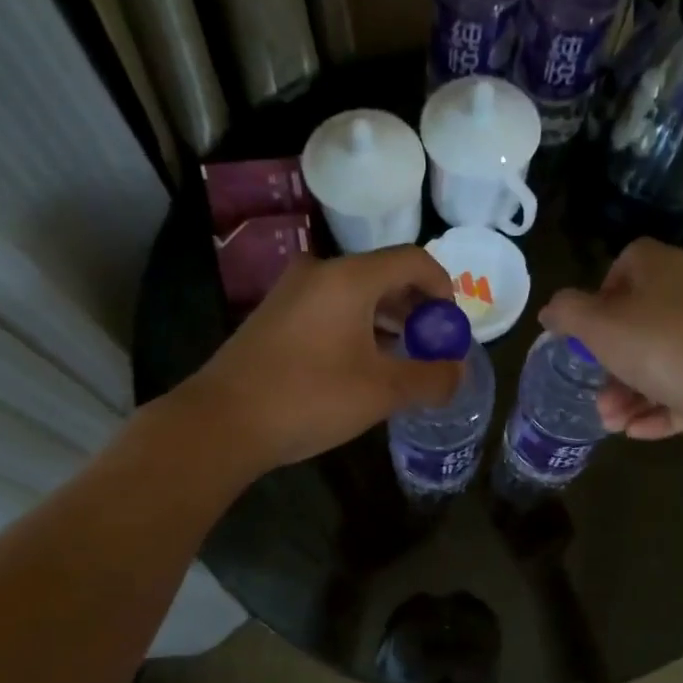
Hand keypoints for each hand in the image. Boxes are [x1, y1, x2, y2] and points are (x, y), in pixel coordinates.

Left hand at [183, 247, 462, 470]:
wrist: (223, 422)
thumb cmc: (310, 397)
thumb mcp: (382, 392)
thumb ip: (430, 378)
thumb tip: (459, 373)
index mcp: (349, 278)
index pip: (413, 261)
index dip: (443, 289)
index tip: (452, 327)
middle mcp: (319, 272)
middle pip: (384, 275)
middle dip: (417, 309)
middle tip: (433, 346)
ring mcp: (292, 293)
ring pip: (356, 295)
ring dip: (388, 321)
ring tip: (404, 359)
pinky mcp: (275, 317)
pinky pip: (331, 309)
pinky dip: (358, 328)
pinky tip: (364, 365)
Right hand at [539, 239, 682, 451]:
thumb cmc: (660, 346)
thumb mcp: (598, 326)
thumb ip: (568, 313)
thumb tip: (551, 309)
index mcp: (663, 270)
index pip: (631, 261)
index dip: (604, 290)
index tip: (589, 325)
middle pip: (642, 321)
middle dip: (611, 362)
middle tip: (595, 389)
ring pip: (662, 361)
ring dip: (630, 393)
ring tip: (611, 423)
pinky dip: (659, 409)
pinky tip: (636, 432)